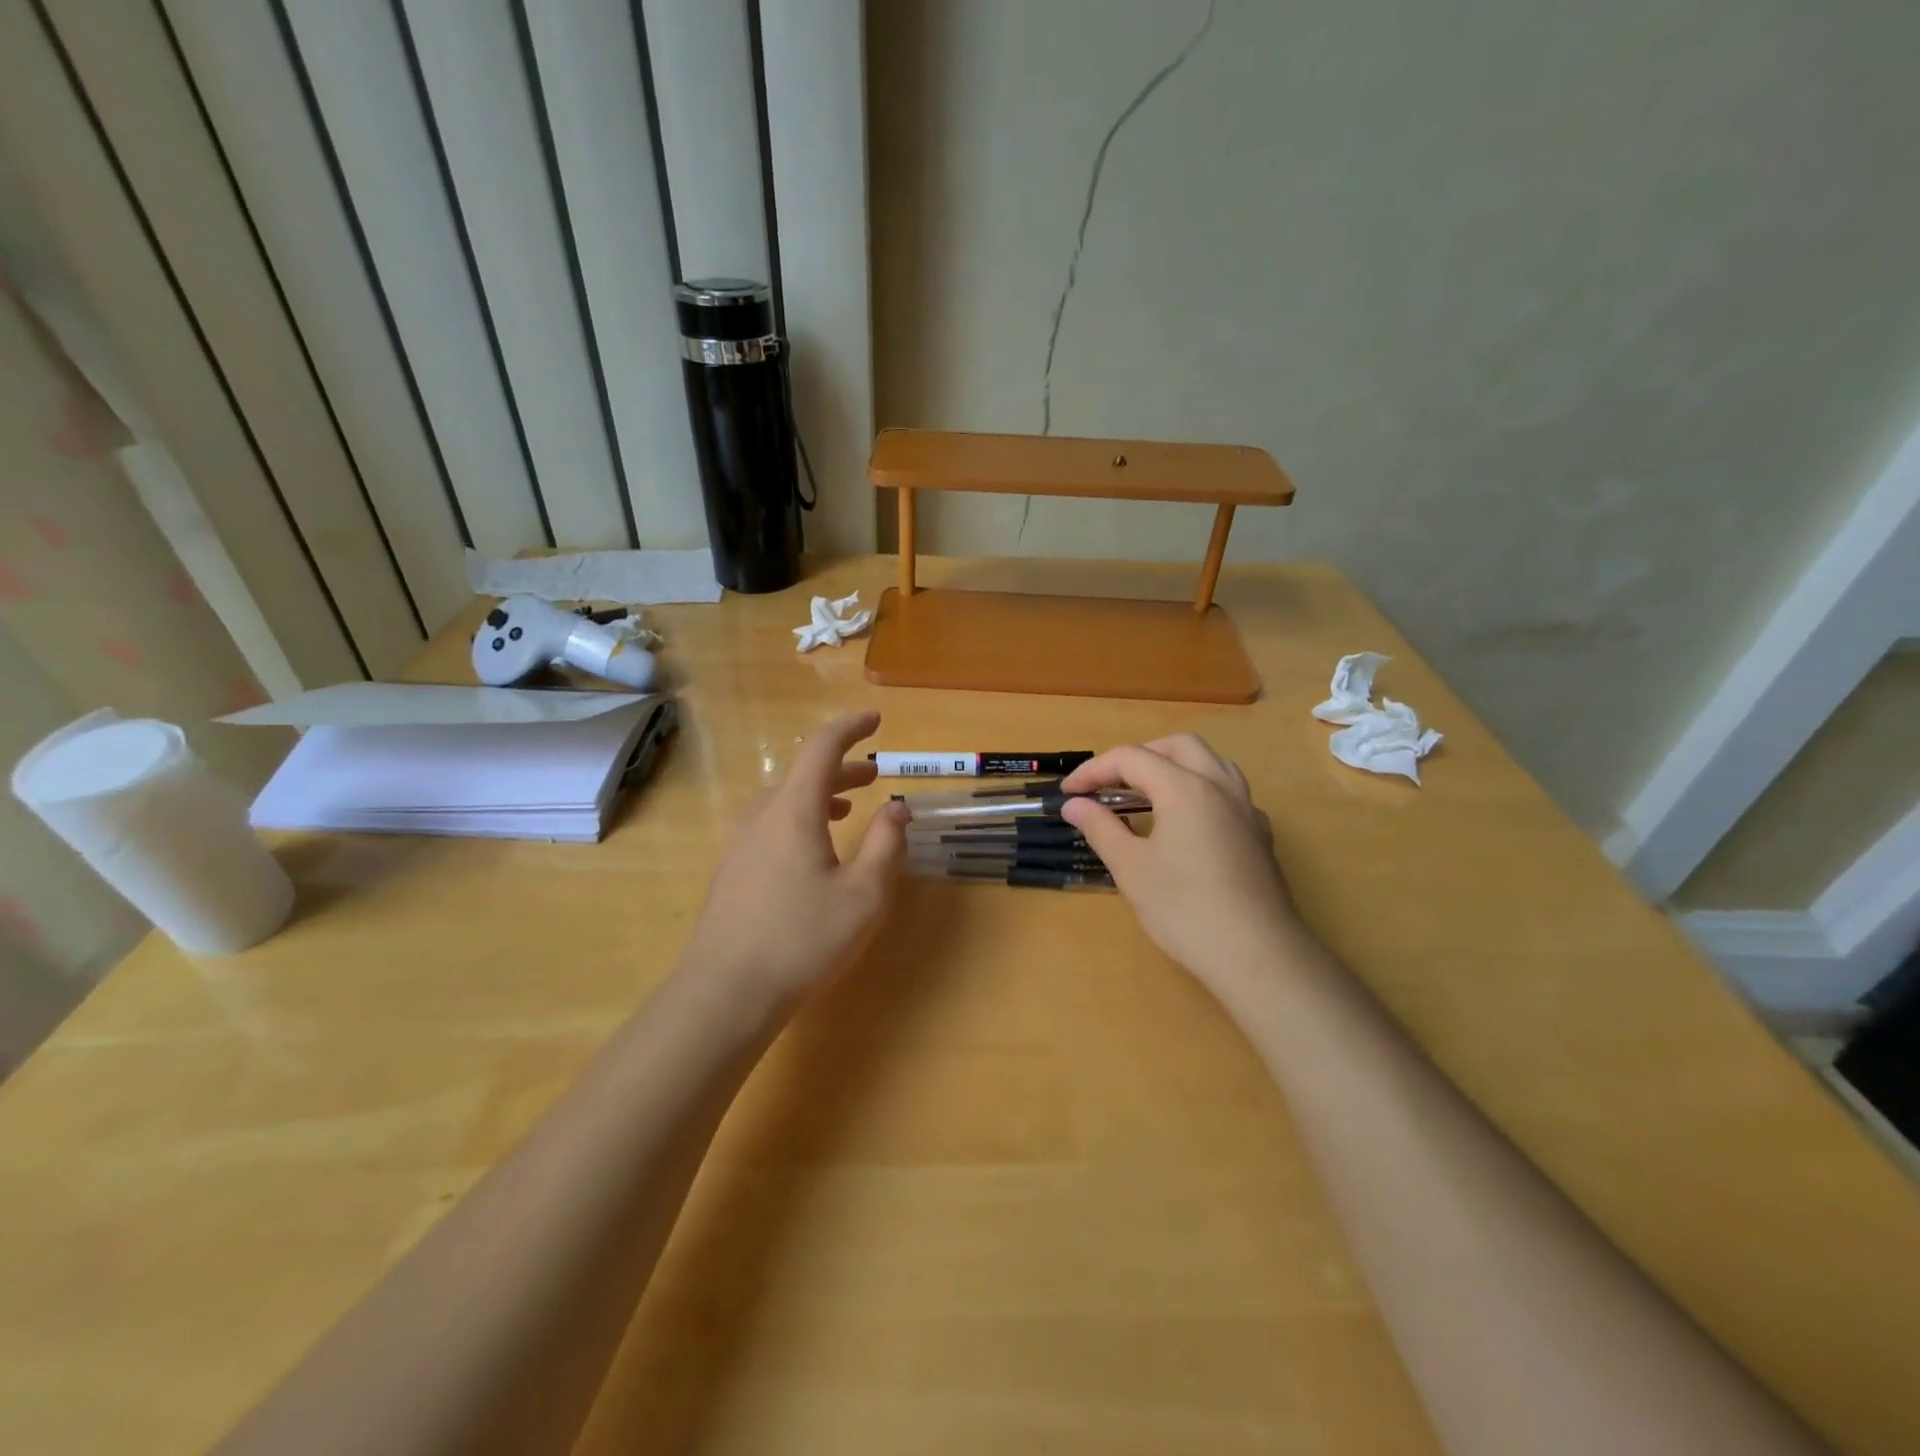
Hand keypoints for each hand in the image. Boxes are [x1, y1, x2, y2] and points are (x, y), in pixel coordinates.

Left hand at [679, 711, 908, 1009]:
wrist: (725, 994)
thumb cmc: (803, 940)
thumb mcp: (863, 895)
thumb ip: (886, 844)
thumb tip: (898, 806)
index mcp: (793, 811)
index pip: (821, 749)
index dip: (850, 728)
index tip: (876, 719)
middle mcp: (761, 817)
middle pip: (802, 775)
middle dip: (842, 768)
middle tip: (874, 774)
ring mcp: (740, 845)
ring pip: (784, 801)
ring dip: (819, 795)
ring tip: (848, 808)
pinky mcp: (731, 872)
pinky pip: (769, 825)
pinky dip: (799, 818)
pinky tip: (811, 851)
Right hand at [1060, 735, 1311, 995]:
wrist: (1257, 955)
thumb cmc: (1185, 909)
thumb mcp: (1131, 868)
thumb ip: (1101, 827)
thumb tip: (1074, 804)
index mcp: (1185, 788)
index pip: (1131, 758)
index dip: (1093, 770)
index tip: (1068, 793)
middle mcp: (1220, 786)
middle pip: (1177, 746)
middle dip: (1138, 756)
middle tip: (1110, 784)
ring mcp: (1246, 809)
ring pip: (1211, 763)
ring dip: (1174, 767)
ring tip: (1148, 795)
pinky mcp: (1260, 835)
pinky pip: (1229, 793)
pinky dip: (1200, 792)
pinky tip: (1187, 825)